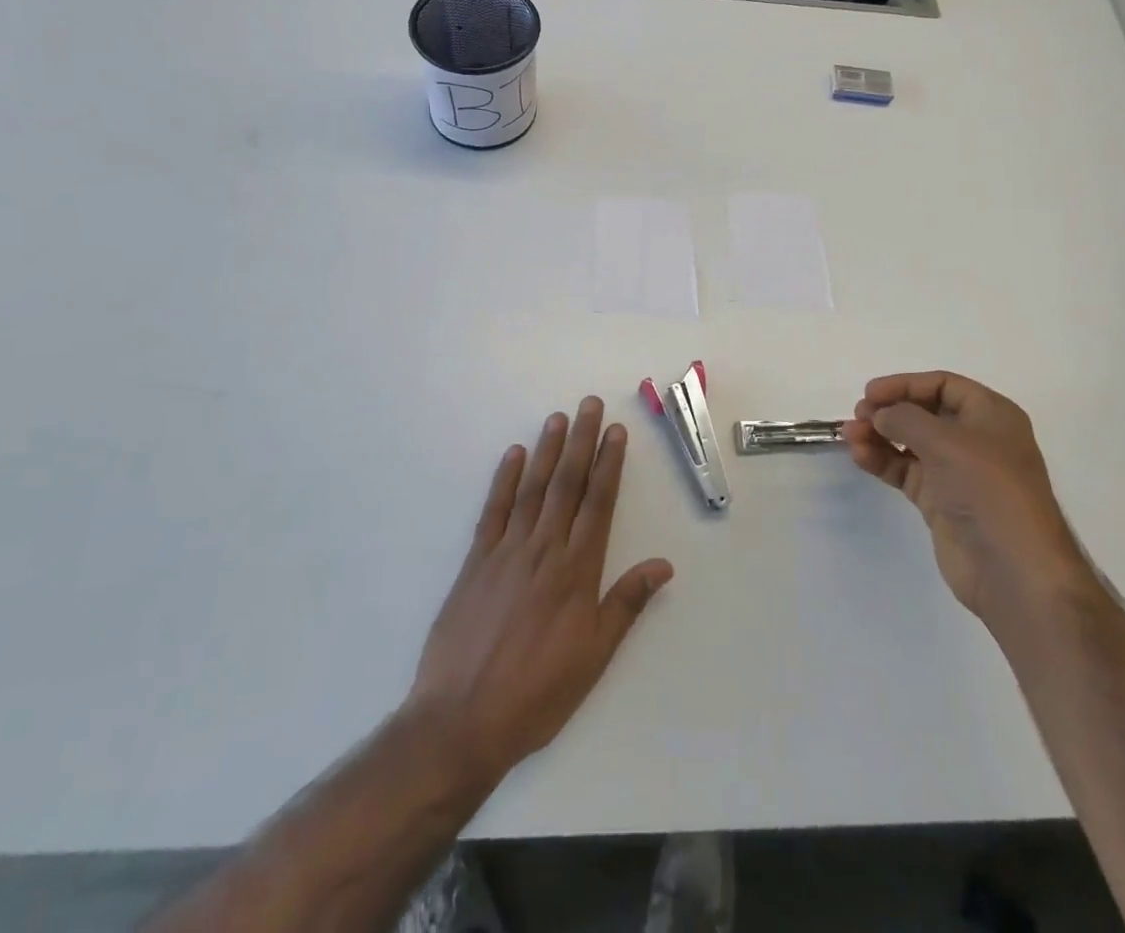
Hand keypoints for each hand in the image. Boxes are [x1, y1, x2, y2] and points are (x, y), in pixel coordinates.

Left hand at [407, 397, 673, 786]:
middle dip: (581, 441)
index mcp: (577, 571)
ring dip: (547, 450)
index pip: (598, 503)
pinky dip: (504, 480)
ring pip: (533, 488)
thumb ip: (626, 604)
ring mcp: (506, 551)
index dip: (609, 464)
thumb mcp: (594, 656)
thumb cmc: (537, 693)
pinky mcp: (475, 562)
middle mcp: (544, 549)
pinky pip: (494, 510)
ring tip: (558, 418)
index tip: (616, 432)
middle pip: (567, 484)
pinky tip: (514, 455)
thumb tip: (663, 565)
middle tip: (590, 405)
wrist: (461, 720)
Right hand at [843, 372, 1089, 628]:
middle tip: (859, 415)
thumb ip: (905, 418)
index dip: (905, 385)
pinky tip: (860, 456)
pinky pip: (905, 470)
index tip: (870, 393)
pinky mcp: (940, 500)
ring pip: (910, 442)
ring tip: (850, 436)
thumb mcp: (946, 441)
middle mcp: (975, 439)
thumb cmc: (988, 490)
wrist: (1013, 570)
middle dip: (889, 411)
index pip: (943, 385)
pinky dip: (882, 460)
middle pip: (924, 412)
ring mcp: (957, 472)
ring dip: (879, 435)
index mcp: (991, 415)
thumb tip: (879, 414)